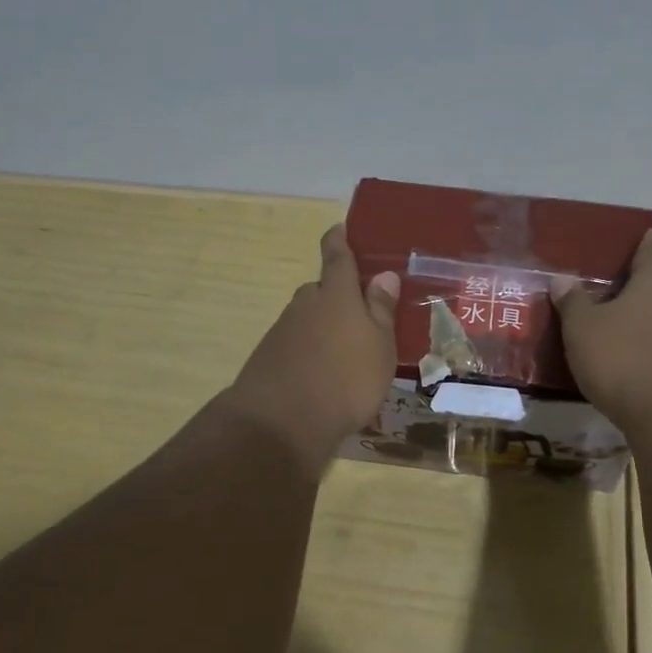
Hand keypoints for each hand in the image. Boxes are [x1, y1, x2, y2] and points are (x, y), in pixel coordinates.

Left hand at [221, 225, 400, 473]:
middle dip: (338, 297)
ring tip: (347, 356)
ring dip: (325, 329)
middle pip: (322, 291)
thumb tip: (383, 275)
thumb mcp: (379, 345)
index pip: (337, 255)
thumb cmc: (345, 378)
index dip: (339, 240)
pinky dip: (309, 353)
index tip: (341, 229)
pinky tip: (323, 378)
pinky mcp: (268, 358)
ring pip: (308, 319)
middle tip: (361, 316)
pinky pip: (296, 345)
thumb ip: (380, 309)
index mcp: (336, 294)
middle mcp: (306, 304)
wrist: (281, 422)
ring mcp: (283, 331)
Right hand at [552, 228, 651, 428]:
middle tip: (605, 296)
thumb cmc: (622, 360)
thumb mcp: (582, 329)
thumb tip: (562, 279)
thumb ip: (572, 301)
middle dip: (634, 288)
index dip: (643, 241)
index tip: (643, 234)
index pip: (650, 249)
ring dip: (644, 320)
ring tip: (615, 333)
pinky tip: (634, 363)